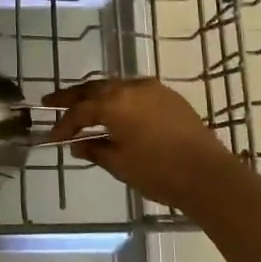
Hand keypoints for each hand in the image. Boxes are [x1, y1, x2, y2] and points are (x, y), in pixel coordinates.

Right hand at [44, 78, 242, 213]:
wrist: (209, 175)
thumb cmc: (158, 171)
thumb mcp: (120, 164)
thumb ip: (95, 150)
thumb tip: (78, 144)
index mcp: (114, 103)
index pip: (80, 111)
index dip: (64, 124)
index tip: (53, 137)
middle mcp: (131, 88)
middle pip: (94, 89)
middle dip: (73, 97)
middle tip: (51, 101)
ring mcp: (153, 89)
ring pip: (116, 86)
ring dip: (97, 95)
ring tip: (83, 106)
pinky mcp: (170, 97)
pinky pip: (135, 91)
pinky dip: (119, 99)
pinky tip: (116, 111)